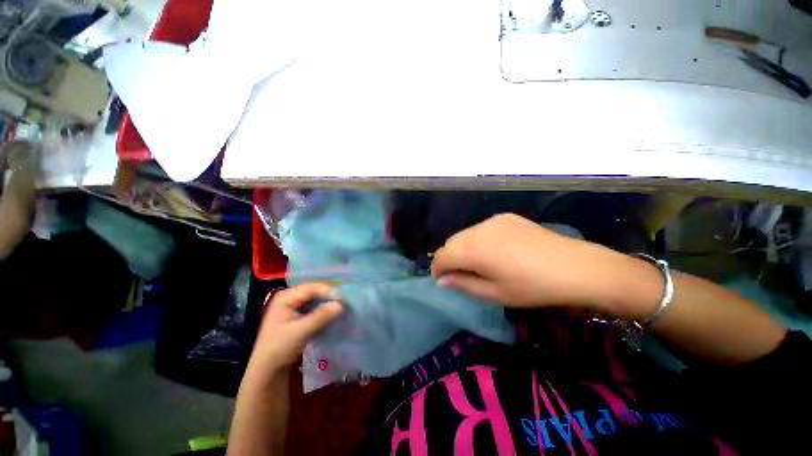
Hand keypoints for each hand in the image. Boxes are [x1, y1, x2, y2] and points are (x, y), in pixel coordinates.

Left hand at [249, 283, 343, 373]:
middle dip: (329, 296)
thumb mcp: (300, 331)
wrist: (267, 370)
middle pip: (314, 291)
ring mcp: (293, 306)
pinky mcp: (298, 315)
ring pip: (316, 299)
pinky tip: (333, 313)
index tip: (344, 299)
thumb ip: (321, 316)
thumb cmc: (279, 348)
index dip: (329, 291)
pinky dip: (324, 309)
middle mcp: (290, 297)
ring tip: (342, 306)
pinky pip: (315, 307)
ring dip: (328, 302)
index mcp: (286, 297)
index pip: (312, 288)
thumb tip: (341, 304)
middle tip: (346, 301)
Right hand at [431, 213, 650, 315]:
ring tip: (476, 263)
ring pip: (465, 234)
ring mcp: (493, 220)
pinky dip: (478, 240)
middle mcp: (478, 229)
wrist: (575, 267)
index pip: (442, 255)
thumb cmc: (532, 287)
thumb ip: (463, 285)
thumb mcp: (494, 293)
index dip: (437, 268)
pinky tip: (494, 251)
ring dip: (463, 248)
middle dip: (449, 257)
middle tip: (458, 274)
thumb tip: (443, 280)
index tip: (441, 279)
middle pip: (451, 242)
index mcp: (473, 249)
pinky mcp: (506, 217)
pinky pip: (481, 228)